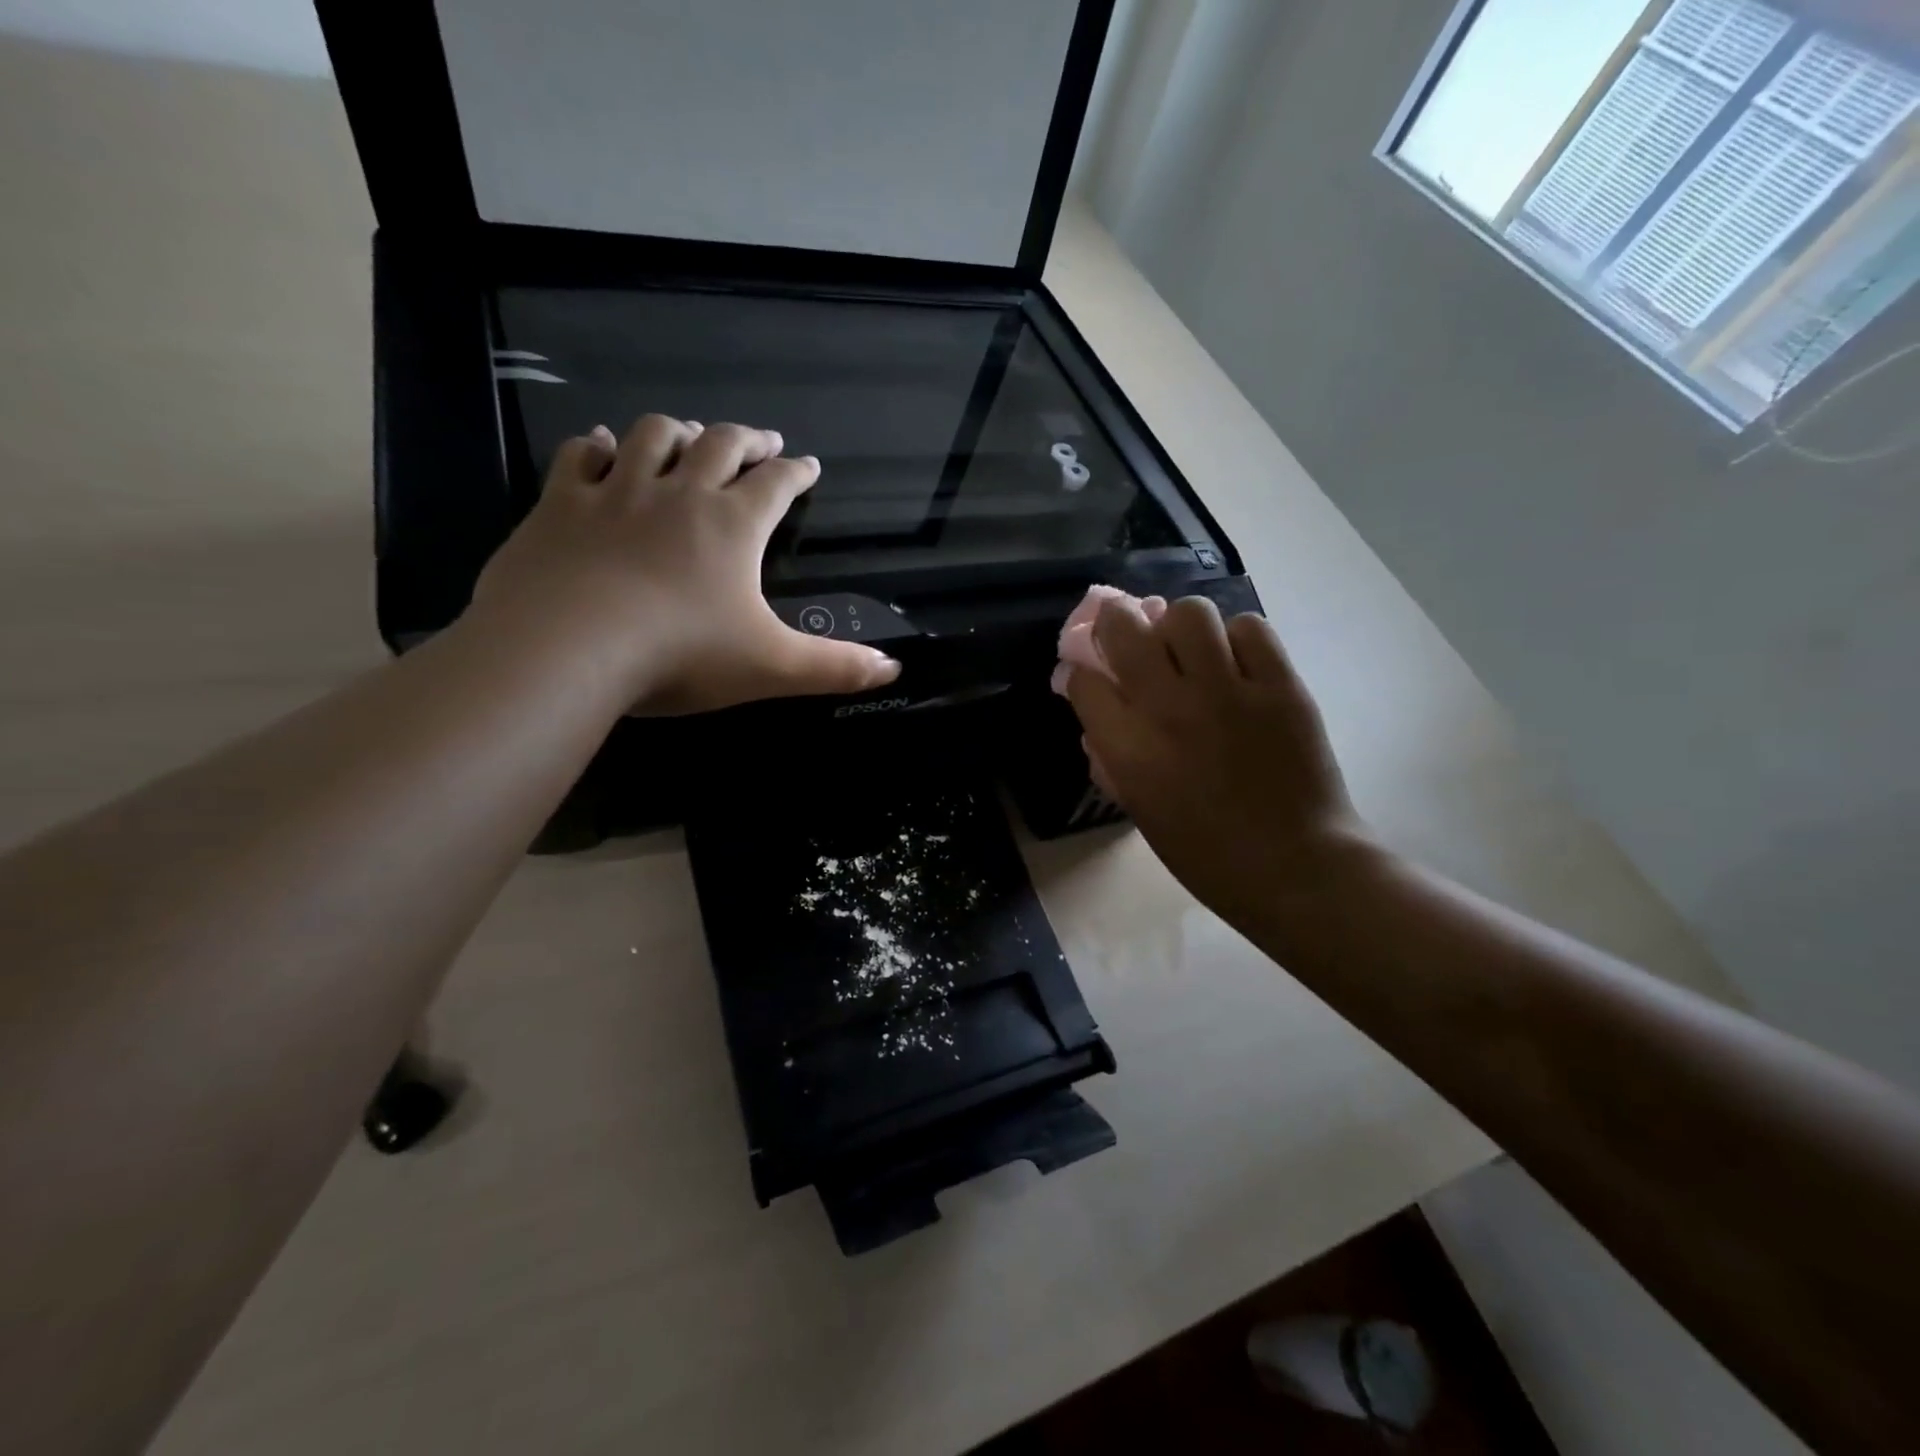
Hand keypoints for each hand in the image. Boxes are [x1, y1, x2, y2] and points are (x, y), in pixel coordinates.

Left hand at [472, 415, 900, 713]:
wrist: (568, 647)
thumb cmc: (682, 654)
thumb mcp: (771, 667)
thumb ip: (834, 668)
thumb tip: (893, 669)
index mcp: (733, 525)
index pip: (776, 485)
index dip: (797, 473)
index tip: (809, 465)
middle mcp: (679, 494)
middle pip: (719, 445)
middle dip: (746, 439)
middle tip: (761, 440)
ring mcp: (616, 492)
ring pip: (653, 437)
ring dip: (677, 430)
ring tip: (689, 436)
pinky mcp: (560, 504)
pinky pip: (581, 457)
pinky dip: (598, 446)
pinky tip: (603, 445)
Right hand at [1063, 594, 1367, 929]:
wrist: (1294, 866)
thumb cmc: (1205, 852)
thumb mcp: (1140, 810)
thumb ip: (1111, 758)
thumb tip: (1099, 715)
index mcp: (1130, 749)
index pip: (1083, 680)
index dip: (1082, 674)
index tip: (1093, 678)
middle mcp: (1170, 709)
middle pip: (1125, 627)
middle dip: (1116, 625)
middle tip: (1130, 638)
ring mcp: (1229, 692)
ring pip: (1189, 613)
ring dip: (1180, 627)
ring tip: (1191, 651)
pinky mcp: (1280, 685)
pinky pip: (1250, 628)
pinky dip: (1238, 640)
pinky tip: (1238, 666)